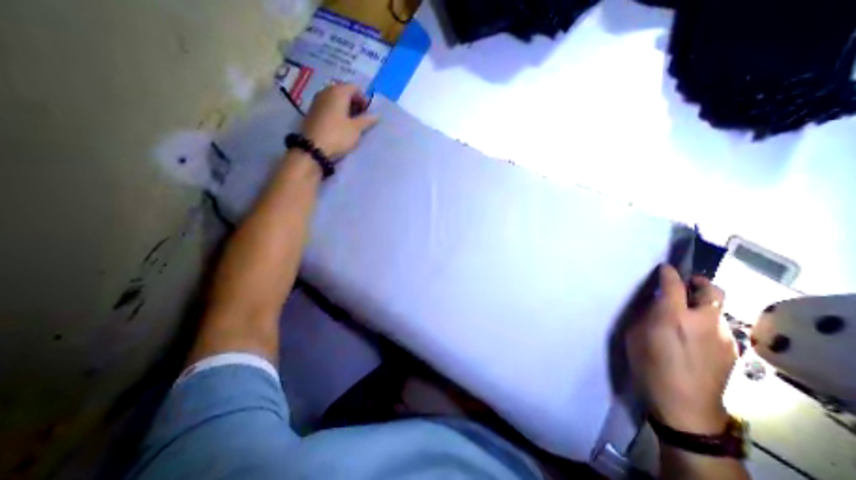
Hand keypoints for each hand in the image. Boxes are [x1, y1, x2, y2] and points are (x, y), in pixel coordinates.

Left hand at [303, 82, 378, 158]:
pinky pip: (329, 107)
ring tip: (353, 123)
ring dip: (346, 108)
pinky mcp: (313, 112)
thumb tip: (377, 115)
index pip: (355, 88)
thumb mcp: (356, 129)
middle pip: (344, 92)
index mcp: (338, 92)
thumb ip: (367, 120)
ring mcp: (318, 101)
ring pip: (336, 100)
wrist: (313, 148)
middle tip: (363, 117)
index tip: (369, 112)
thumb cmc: (338, 135)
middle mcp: (326, 91)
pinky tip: (342, 125)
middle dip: (355, 103)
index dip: (364, 98)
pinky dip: (337, 112)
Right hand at [627, 266, 738, 434]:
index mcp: (672, 316)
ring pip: (719, 308)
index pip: (674, 284)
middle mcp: (703, 321)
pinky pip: (721, 326)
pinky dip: (708, 321)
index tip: (664, 268)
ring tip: (688, 313)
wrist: (684, 404)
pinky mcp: (733, 350)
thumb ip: (647, 315)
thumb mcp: (635, 335)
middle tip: (685, 285)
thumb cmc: (648, 366)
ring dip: (703, 304)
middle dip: (698, 282)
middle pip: (711, 290)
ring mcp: (723, 336)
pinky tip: (695, 334)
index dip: (669, 273)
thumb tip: (656, 303)